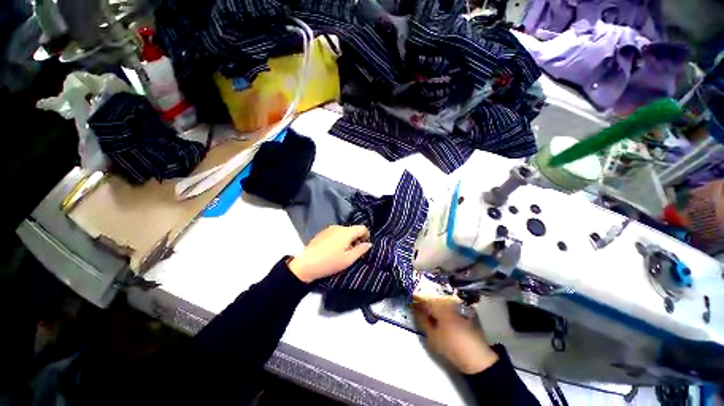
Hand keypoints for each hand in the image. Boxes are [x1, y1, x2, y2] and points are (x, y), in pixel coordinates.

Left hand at [289, 225, 371, 282]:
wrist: (306, 264)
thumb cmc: (329, 262)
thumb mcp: (348, 259)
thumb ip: (360, 250)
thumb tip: (369, 244)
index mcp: (347, 232)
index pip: (362, 228)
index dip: (366, 236)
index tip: (364, 245)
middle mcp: (338, 227)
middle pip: (353, 229)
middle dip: (356, 239)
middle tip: (354, 252)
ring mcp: (329, 229)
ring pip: (344, 231)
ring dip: (347, 239)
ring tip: (343, 252)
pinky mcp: (322, 233)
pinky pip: (335, 233)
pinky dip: (339, 239)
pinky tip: (334, 250)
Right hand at [411, 296, 498, 373]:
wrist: (477, 357)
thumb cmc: (451, 346)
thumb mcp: (432, 336)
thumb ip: (422, 319)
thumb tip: (414, 308)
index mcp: (440, 306)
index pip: (424, 299)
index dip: (416, 300)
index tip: (410, 302)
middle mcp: (449, 302)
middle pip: (433, 298)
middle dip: (425, 303)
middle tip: (418, 309)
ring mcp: (458, 305)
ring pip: (441, 301)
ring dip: (434, 306)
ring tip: (429, 314)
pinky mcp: (465, 311)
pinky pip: (449, 305)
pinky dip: (443, 309)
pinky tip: (441, 317)